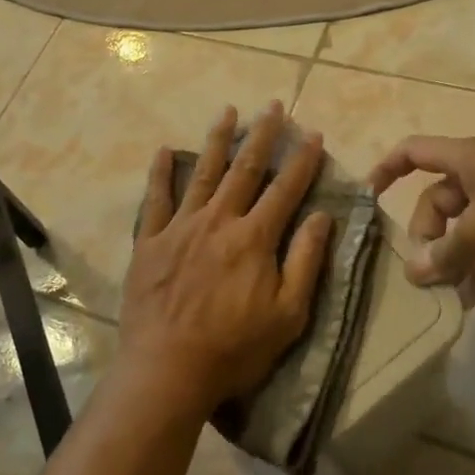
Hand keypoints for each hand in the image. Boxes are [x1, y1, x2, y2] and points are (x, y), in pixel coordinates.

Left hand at [119, 102, 333, 414]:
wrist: (168, 369)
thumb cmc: (234, 348)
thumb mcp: (288, 314)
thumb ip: (305, 261)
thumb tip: (323, 216)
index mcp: (255, 238)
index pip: (285, 189)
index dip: (302, 160)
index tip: (313, 133)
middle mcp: (219, 220)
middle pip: (245, 168)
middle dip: (262, 135)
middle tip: (273, 105)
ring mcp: (181, 227)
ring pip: (203, 173)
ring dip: (218, 140)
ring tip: (228, 111)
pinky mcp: (150, 241)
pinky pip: (156, 199)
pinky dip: (160, 173)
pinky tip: (163, 150)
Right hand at [368, 136, 474, 305]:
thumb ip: (446, 253)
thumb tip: (414, 272)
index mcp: (469, 160)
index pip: (415, 152)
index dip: (388, 168)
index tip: (370, 196)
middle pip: (438, 202)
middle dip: (426, 235)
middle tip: (424, 271)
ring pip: (465, 233)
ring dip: (452, 261)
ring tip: (441, 294)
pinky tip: (469, 302)